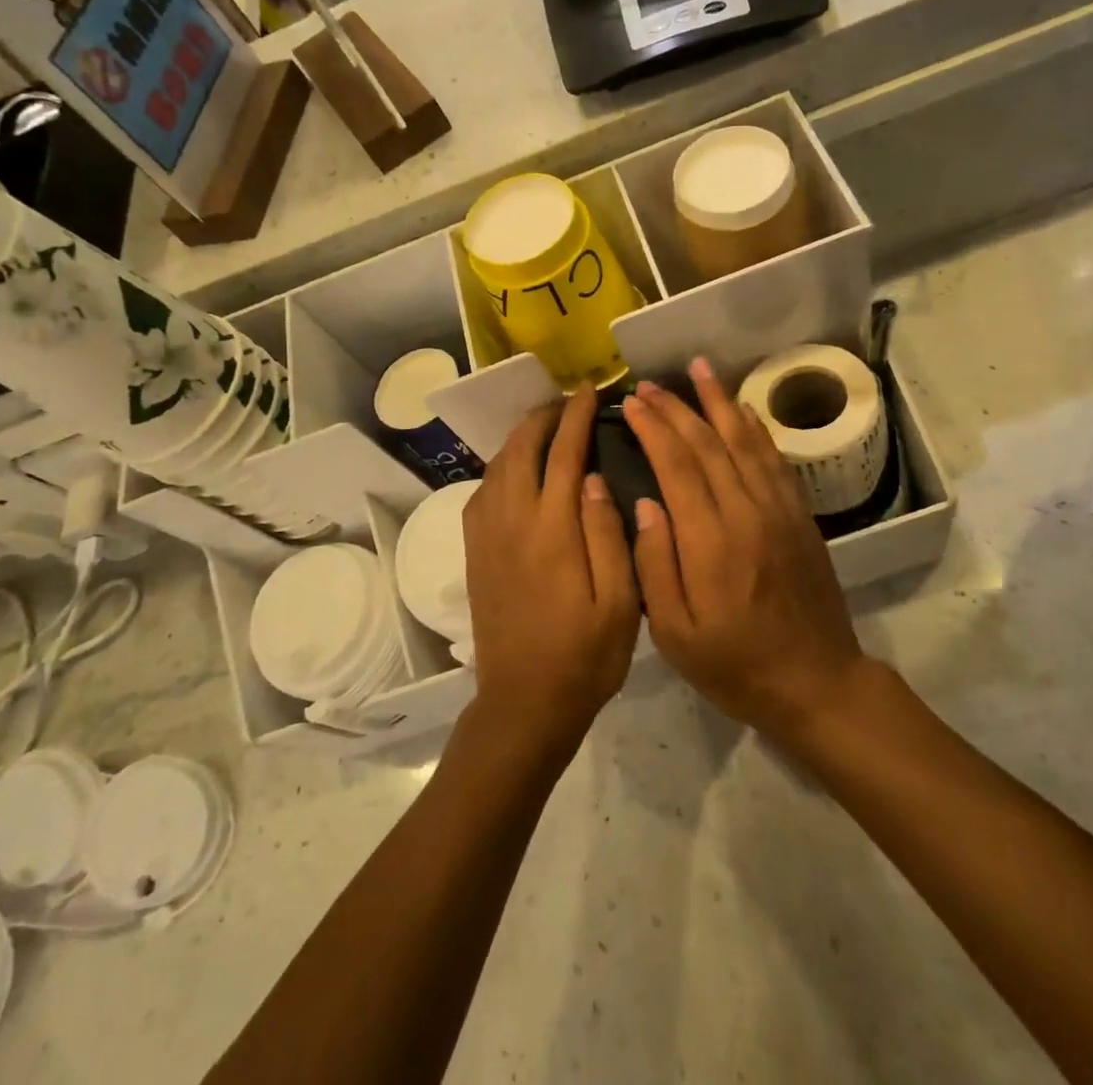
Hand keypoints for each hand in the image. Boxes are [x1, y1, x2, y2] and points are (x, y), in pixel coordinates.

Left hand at [463, 384, 640, 755]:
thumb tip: (591, 476)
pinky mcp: (474, 551)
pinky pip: (482, 491)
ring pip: (497, 465)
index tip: (589, 391)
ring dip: (520, 437)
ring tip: (545, 428)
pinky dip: (500, 466)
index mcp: (552, 530)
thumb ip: (606, 533)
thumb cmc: (584, 655)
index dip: (576, 416)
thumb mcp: (618, 601)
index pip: (563, 454)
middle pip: (521, 449)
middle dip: (544, 417)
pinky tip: (516, 469)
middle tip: (569, 404)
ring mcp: (487, 535)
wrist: (524, 701)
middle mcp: (512, 521)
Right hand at [623, 357, 867, 739]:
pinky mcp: (799, 516)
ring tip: (699, 369)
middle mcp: (747, 513)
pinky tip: (743, 409)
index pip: (677, 466)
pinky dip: (756, 428)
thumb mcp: (676, 635)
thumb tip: (645, 503)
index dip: (653, 429)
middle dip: (676, 408)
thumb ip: (655, 566)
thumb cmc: (735, 665)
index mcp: (711, 542)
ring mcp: (779, 510)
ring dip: (719, 401)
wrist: (816, 682)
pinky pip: (775, 459)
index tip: (631, 404)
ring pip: (744, 441)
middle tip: (649, 384)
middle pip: (708, 444)